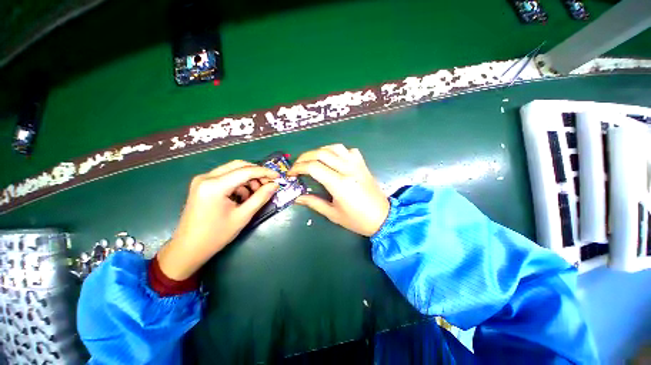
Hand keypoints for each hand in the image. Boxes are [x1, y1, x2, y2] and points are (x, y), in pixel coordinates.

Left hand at [157, 160, 279, 279]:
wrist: (188, 249)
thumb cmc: (216, 235)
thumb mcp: (242, 216)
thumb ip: (260, 197)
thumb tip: (275, 185)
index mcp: (215, 186)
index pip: (246, 171)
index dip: (265, 172)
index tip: (278, 177)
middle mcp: (206, 177)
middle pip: (239, 166)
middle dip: (256, 173)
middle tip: (268, 184)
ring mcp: (202, 180)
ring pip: (232, 170)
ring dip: (248, 178)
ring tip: (256, 193)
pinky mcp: (202, 184)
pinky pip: (226, 177)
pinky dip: (238, 183)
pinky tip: (243, 196)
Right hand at [288, 144, 389, 236]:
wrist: (383, 217)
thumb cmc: (357, 220)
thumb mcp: (333, 214)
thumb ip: (314, 203)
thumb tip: (297, 198)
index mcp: (339, 184)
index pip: (313, 167)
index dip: (298, 168)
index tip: (291, 173)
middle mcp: (348, 169)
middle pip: (322, 153)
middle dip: (305, 157)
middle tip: (298, 165)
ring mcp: (357, 164)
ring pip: (335, 147)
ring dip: (320, 150)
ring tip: (313, 160)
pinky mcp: (363, 164)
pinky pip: (348, 150)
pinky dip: (337, 151)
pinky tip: (334, 159)